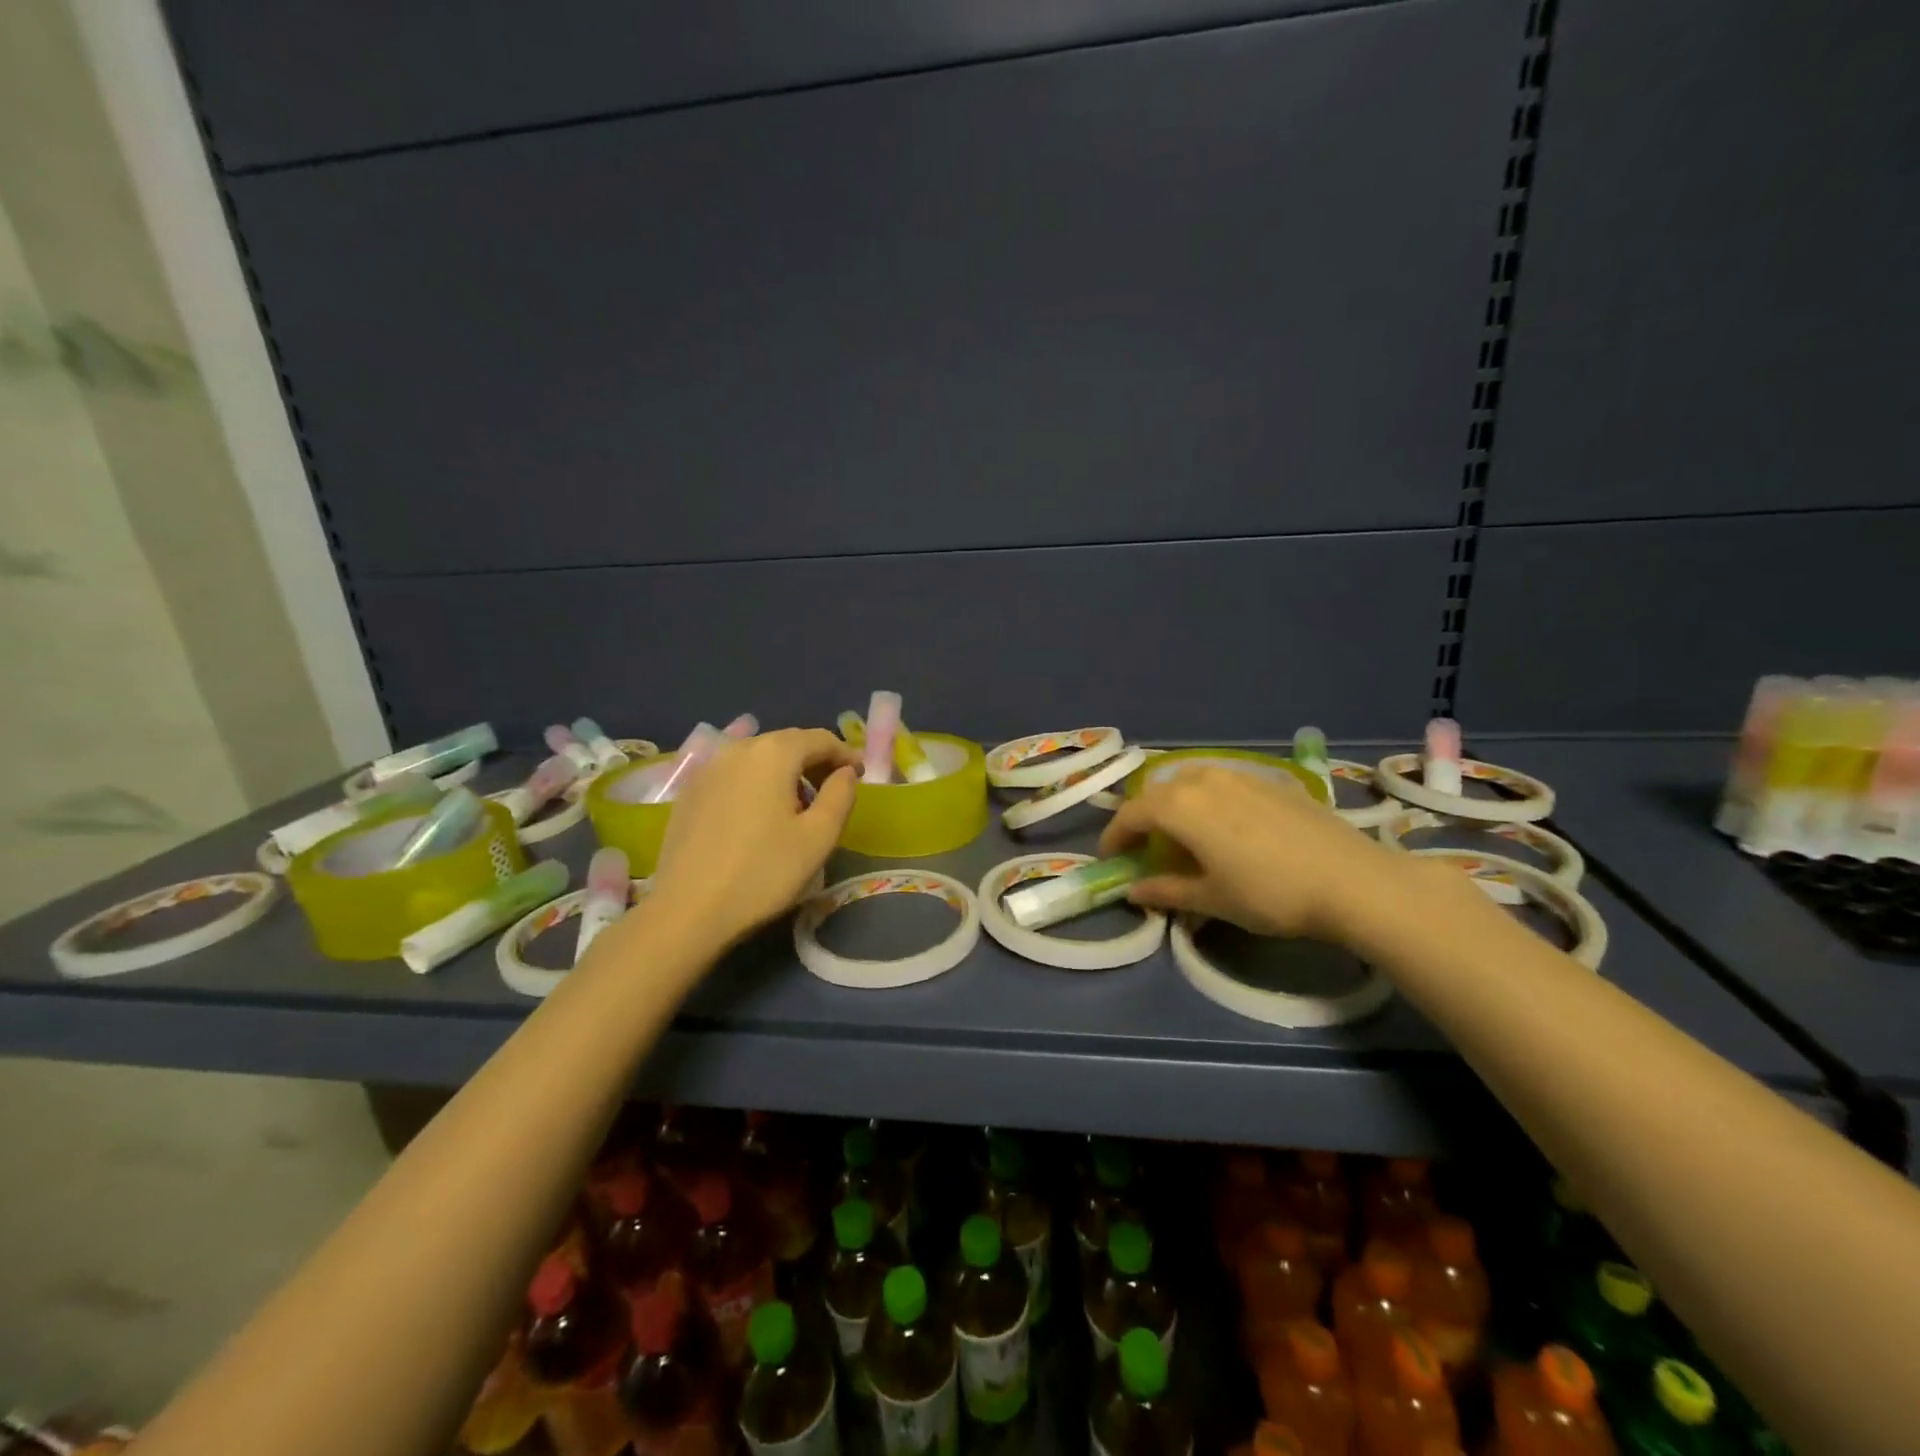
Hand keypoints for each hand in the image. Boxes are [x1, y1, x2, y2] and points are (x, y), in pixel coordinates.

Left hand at [649, 728, 858, 947]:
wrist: (687, 911)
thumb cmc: (763, 873)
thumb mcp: (819, 837)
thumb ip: (841, 795)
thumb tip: (845, 773)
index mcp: (774, 753)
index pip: (820, 738)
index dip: (845, 754)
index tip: (859, 776)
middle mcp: (738, 749)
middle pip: (787, 743)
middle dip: (816, 761)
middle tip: (834, 791)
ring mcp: (708, 769)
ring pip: (758, 758)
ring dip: (786, 772)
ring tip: (799, 806)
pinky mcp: (689, 793)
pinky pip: (734, 775)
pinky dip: (756, 784)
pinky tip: (760, 816)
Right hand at [1098, 764, 1416, 942]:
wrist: (1352, 880)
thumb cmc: (1270, 894)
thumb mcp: (1212, 899)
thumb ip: (1166, 891)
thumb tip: (1132, 891)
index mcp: (1180, 806)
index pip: (1132, 814)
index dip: (1115, 836)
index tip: (1110, 858)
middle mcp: (1204, 779)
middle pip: (1159, 792)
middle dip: (1145, 817)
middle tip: (1145, 847)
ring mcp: (1240, 774)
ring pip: (1191, 780)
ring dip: (1176, 803)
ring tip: (1184, 833)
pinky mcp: (1271, 779)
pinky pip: (1223, 782)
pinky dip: (1208, 799)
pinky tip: (1226, 825)